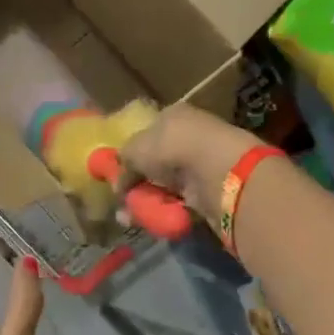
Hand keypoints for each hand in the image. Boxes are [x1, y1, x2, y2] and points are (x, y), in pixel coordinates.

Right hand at [116, 104, 265, 223]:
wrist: (216, 171)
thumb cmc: (172, 147)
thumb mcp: (135, 149)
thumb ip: (123, 162)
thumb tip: (118, 183)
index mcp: (172, 116)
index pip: (147, 133)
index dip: (131, 154)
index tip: (117, 175)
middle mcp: (189, 136)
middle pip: (156, 161)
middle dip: (137, 181)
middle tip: (122, 199)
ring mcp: (200, 163)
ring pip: (166, 184)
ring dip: (148, 198)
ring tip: (130, 216)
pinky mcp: (209, 188)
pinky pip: (179, 201)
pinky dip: (165, 209)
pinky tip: (151, 218)